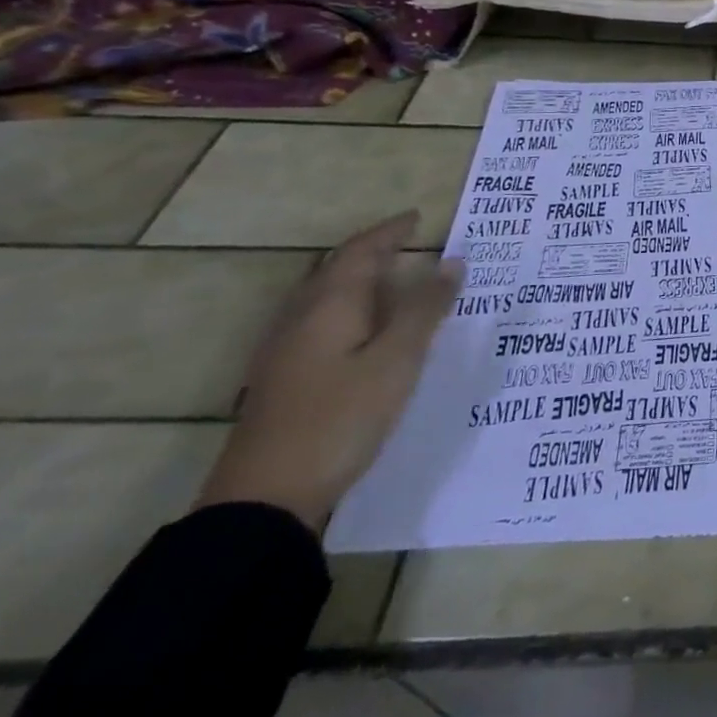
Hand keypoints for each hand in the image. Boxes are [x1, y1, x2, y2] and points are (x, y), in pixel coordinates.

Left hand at [195, 212, 462, 531]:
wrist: (265, 498)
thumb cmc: (340, 419)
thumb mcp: (397, 361)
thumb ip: (425, 309)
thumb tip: (451, 261)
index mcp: (328, 308)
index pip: (359, 253)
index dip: (388, 233)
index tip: (417, 218)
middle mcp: (300, 321)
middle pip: (334, 272)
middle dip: (370, 253)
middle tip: (408, 245)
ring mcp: (285, 352)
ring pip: (323, 299)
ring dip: (358, 282)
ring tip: (394, 282)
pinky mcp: (283, 380)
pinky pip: (319, 323)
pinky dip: (349, 310)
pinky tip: (364, 332)